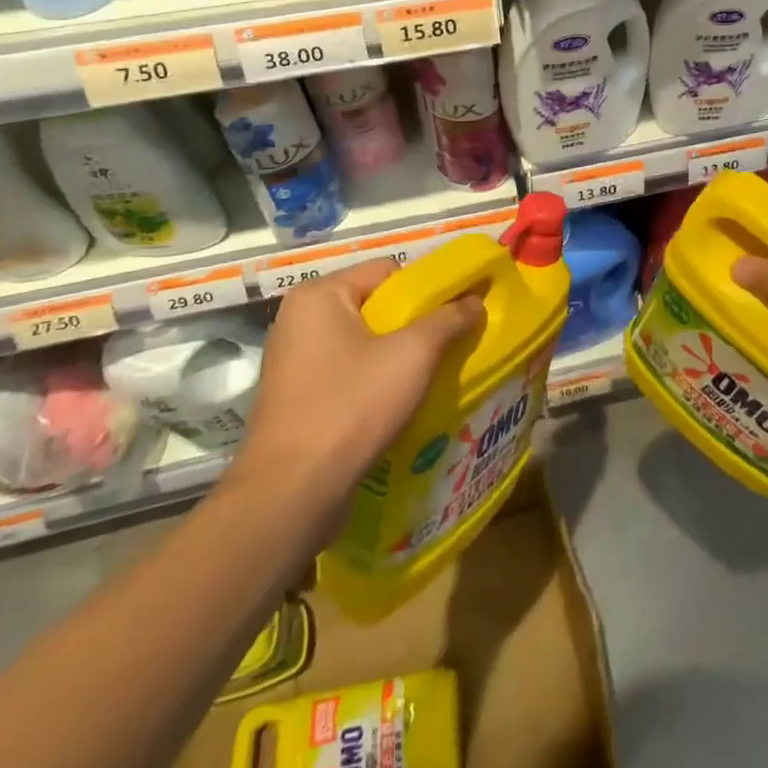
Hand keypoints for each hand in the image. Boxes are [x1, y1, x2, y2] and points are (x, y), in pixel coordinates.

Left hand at [232, 260, 484, 508]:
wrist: (291, 496)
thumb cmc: (351, 407)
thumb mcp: (412, 355)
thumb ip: (448, 319)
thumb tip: (476, 300)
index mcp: (320, 295)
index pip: (388, 272)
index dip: (427, 289)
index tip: (456, 315)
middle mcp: (300, 320)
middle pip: (376, 306)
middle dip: (415, 326)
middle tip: (447, 347)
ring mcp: (294, 361)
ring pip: (364, 343)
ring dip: (398, 357)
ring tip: (429, 377)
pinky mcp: (296, 398)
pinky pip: (348, 373)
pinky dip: (375, 382)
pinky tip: (399, 404)